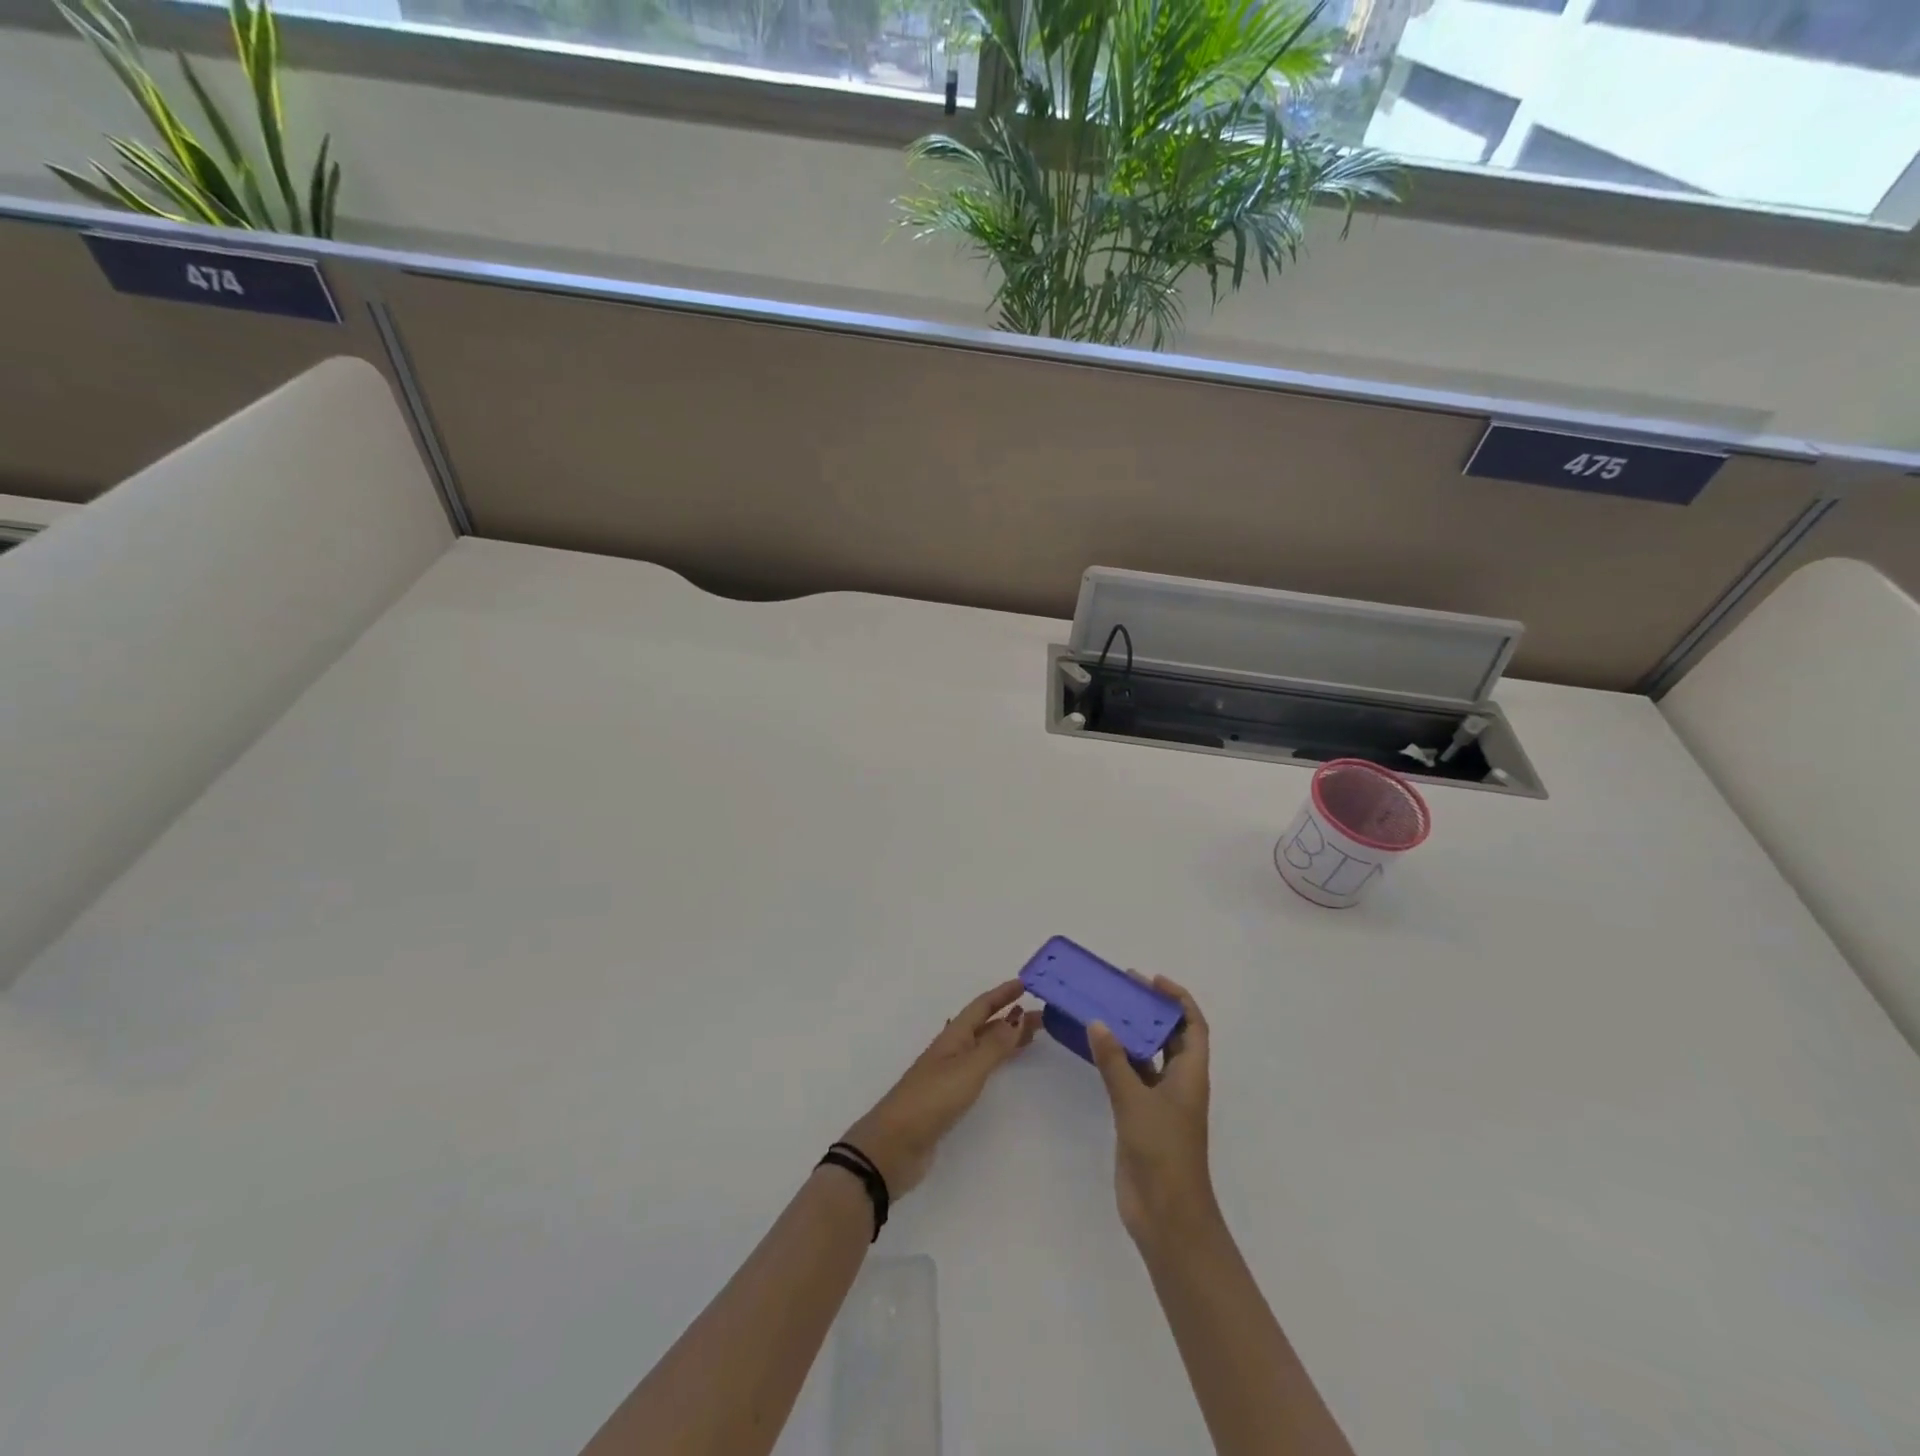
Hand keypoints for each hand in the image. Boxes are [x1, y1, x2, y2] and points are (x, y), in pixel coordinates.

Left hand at [841, 979, 1038, 1197]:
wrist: (895, 1145)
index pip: (981, 1007)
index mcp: (953, 1037)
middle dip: (1010, 1017)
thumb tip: (1018, 1015)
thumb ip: (994, 1045)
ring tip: (1031, 1036)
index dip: (1001, 994)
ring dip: (1005, 1038)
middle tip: (1042, 1016)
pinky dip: (996, 1061)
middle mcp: (951, 1050)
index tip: (1025, 984)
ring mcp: (949, 1074)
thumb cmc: (932, 1099)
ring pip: (983, 1047)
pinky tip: (1003, 1065)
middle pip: (985, 1026)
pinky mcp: (949, 1098)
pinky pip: (980, 1069)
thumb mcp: (967, 1069)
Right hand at [1087, 974, 1215, 1245]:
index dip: (1178, 999)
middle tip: (1123, 988)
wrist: (1166, 1215)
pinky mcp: (1142, 1118)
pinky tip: (1097, 1049)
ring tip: (1106, 1010)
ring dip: (1133, 1034)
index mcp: (1191, 1075)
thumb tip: (1098, 1022)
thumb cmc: (1162, 1152)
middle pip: (1172, 1037)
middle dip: (1152, 1011)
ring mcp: (1161, 1102)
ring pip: (1150, 1056)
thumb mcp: (1135, 1102)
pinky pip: (1132, 1077)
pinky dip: (1118, 1060)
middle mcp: (1180, 1083)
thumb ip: (1114, 1062)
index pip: (1193, 1026)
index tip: (1152, 981)